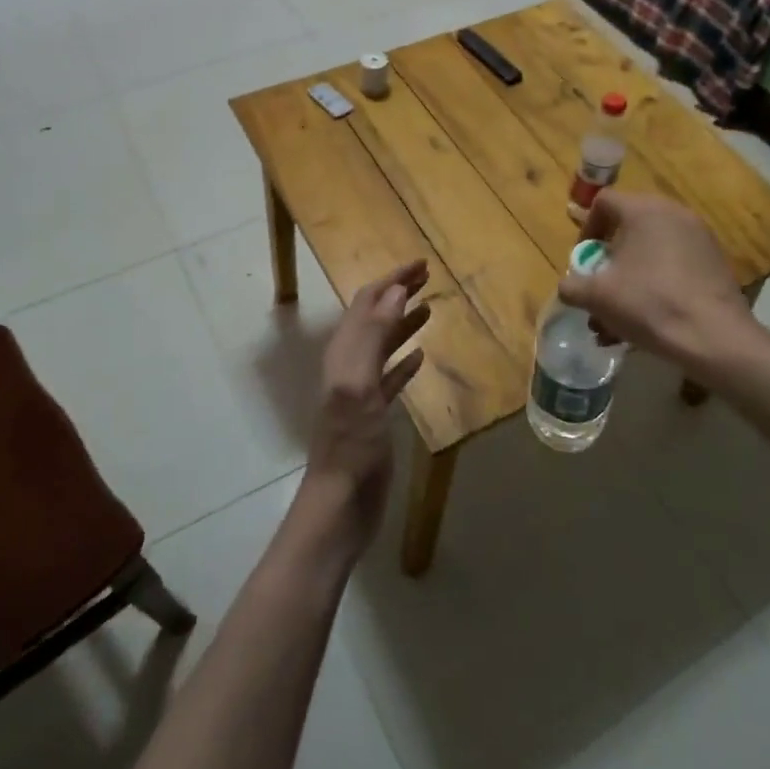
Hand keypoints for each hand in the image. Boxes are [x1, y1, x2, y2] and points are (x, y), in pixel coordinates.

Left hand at [303, 259, 430, 544]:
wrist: (340, 504)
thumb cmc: (350, 445)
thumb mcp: (359, 384)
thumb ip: (373, 336)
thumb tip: (395, 292)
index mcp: (343, 354)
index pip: (367, 304)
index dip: (391, 281)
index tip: (421, 264)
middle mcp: (349, 366)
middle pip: (375, 319)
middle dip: (398, 294)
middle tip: (428, 276)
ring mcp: (360, 392)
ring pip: (383, 345)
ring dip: (403, 323)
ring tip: (429, 308)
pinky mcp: (373, 416)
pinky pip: (390, 377)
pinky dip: (404, 361)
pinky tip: (421, 357)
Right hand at [559, 191, 754, 365]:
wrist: (715, 337)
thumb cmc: (649, 304)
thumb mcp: (597, 297)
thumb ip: (572, 287)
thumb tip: (568, 287)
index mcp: (644, 210)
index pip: (603, 202)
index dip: (586, 229)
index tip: (584, 262)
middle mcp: (674, 213)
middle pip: (628, 229)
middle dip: (608, 262)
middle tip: (601, 290)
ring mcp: (699, 237)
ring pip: (651, 252)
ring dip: (629, 280)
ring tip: (619, 320)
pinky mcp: (715, 262)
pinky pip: (674, 265)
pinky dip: (656, 285)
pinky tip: (648, 321)